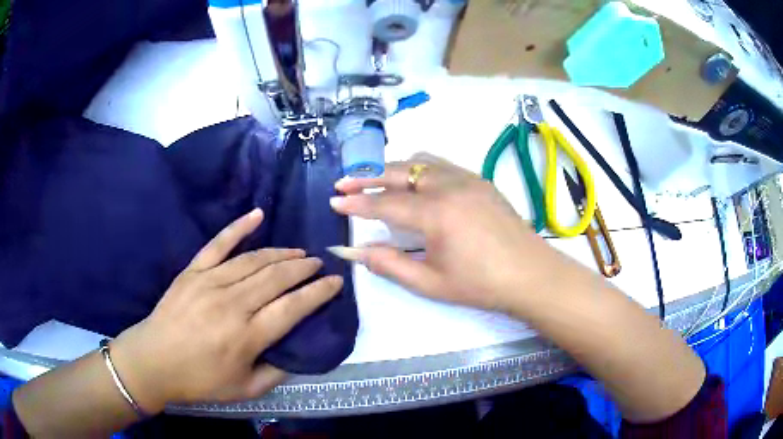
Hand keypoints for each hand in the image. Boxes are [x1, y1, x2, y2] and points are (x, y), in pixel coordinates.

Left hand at [109, 209, 342, 411]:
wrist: (154, 360)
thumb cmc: (199, 380)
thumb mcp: (245, 389)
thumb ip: (276, 373)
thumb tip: (297, 353)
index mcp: (247, 336)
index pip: (294, 307)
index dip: (319, 292)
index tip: (335, 282)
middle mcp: (233, 304)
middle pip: (277, 277)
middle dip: (303, 268)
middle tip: (317, 263)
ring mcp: (210, 283)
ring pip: (254, 260)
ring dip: (281, 253)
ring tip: (298, 251)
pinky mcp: (193, 271)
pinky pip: (218, 243)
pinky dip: (238, 227)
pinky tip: (257, 214)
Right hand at [331, 153, 563, 312]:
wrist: (530, 273)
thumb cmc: (481, 284)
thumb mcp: (430, 282)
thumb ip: (389, 264)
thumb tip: (355, 251)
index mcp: (436, 214)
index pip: (384, 204)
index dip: (356, 204)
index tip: (333, 201)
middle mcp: (449, 186)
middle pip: (397, 173)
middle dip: (366, 177)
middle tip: (344, 184)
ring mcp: (467, 178)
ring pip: (419, 162)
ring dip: (393, 169)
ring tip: (375, 182)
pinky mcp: (479, 179)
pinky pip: (441, 164)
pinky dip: (418, 169)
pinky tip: (415, 184)